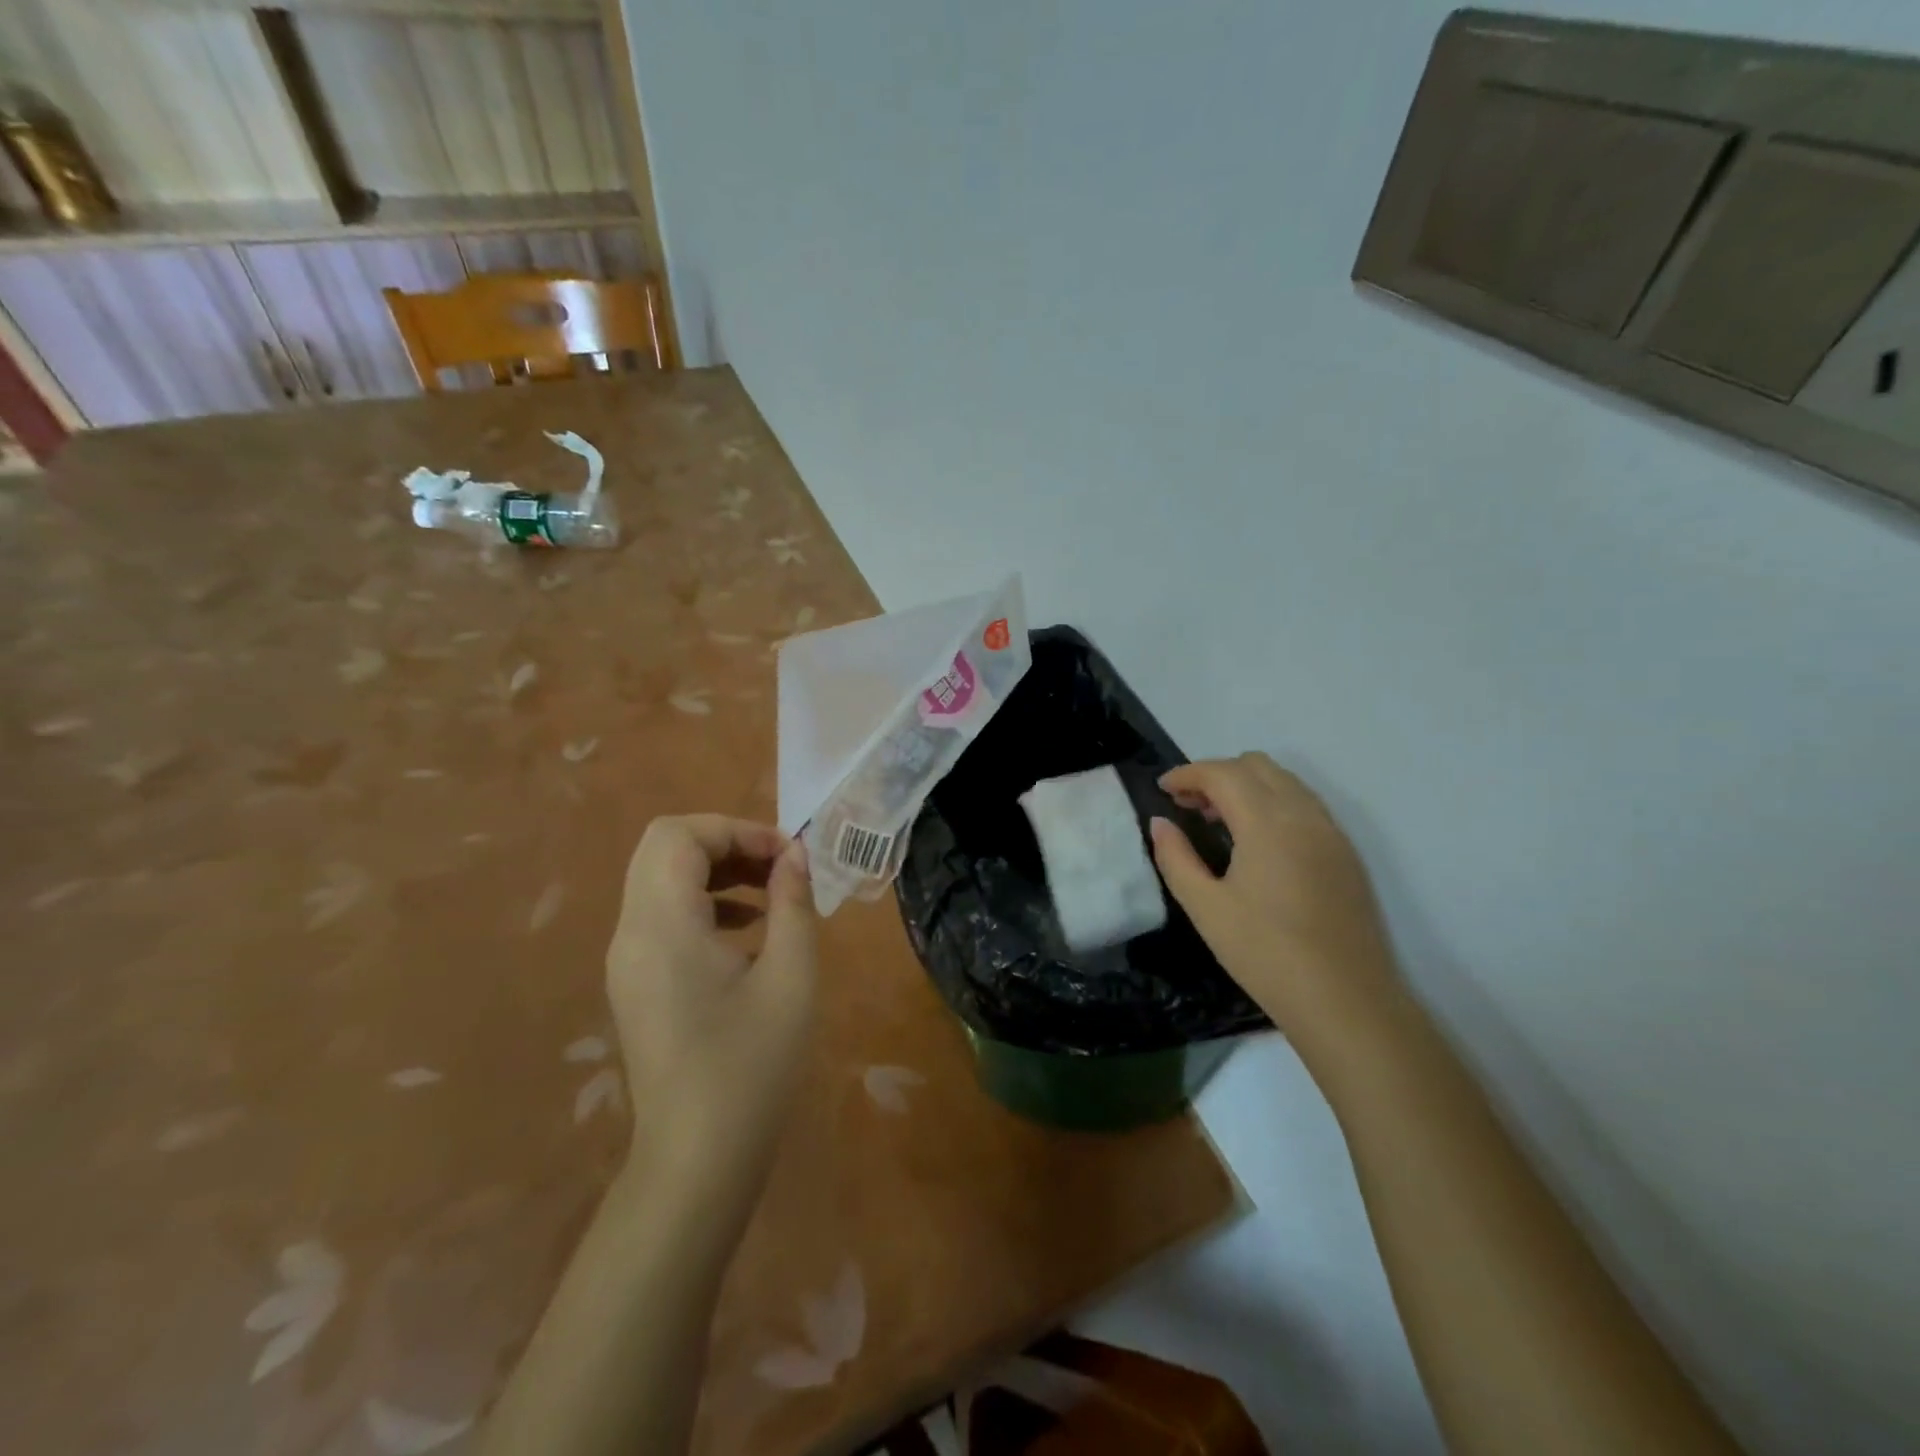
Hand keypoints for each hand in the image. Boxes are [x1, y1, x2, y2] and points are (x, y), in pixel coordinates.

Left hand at [605, 816, 816, 1191]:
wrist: (697, 1161)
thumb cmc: (752, 1065)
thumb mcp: (791, 977)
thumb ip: (793, 903)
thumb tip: (794, 855)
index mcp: (662, 926)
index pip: (678, 835)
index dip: (735, 829)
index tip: (787, 854)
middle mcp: (631, 934)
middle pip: (664, 849)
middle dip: (726, 843)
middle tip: (779, 865)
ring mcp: (627, 961)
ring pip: (661, 880)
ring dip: (716, 870)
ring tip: (772, 892)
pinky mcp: (635, 983)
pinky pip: (663, 916)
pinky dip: (704, 903)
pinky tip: (749, 931)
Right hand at [1149, 754, 1400, 1053]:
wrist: (1346, 1001)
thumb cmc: (1265, 954)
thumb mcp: (1205, 908)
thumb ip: (1176, 858)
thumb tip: (1160, 823)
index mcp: (1267, 823)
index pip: (1222, 773)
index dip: (1187, 774)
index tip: (1162, 789)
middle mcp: (1304, 815)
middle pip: (1256, 766)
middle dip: (1216, 774)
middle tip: (1188, 806)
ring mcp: (1331, 832)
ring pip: (1285, 781)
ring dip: (1247, 786)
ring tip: (1219, 821)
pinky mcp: (1346, 853)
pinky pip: (1305, 804)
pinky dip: (1274, 803)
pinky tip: (1257, 842)